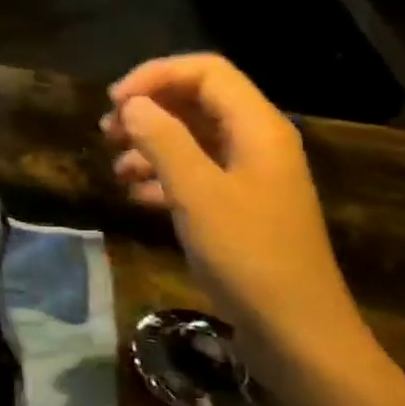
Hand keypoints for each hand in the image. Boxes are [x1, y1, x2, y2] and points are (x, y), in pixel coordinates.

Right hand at [100, 54, 364, 372]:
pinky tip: (137, 195)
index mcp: (258, 127)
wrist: (298, 333)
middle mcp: (257, 142)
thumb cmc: (249, 256)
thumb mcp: (197, 194)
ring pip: (194, 138)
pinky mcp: (241, 208)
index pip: (206, 72)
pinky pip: (198, 173)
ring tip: (116, 167)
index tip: (114, 103)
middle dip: (150, 109)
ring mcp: (251, 177)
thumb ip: (163, 141)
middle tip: (107, 132)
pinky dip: (164, 175)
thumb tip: (132, 104)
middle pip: (198, 101)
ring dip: (152, 144)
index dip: (156, 76)